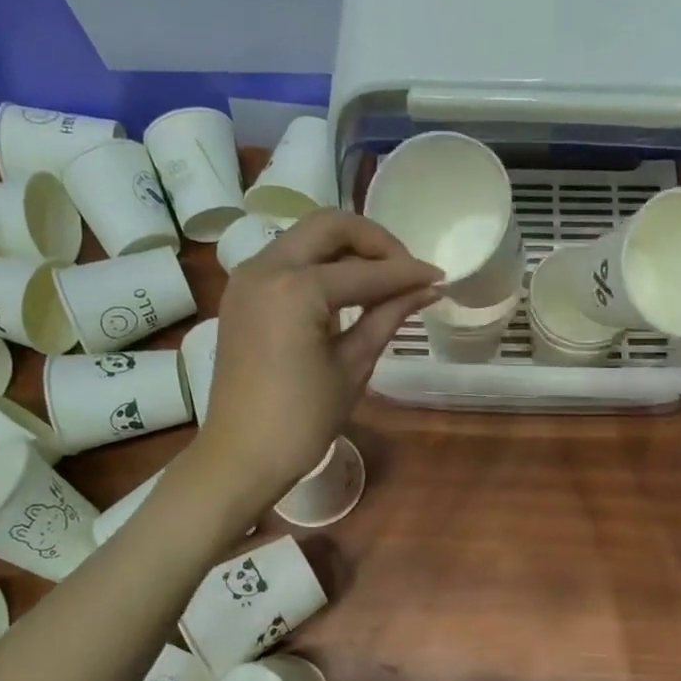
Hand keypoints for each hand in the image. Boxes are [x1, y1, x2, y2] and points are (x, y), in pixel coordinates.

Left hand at [199, 211, 438, 506]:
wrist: (241, 455)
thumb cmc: (302, 420)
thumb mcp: (353, 365)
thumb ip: (387, 316)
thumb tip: (427, 289)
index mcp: (296, 289)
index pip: (365, 271)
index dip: (407, 273)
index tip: (440, 277)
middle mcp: (266, 267)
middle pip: (329, 226)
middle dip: (374, 241)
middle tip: (406, 270)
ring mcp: (247, 278)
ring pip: (306, 237)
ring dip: (346, 249)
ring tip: (381, 280)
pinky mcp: (241, 293)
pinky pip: (287, 260)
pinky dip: (320, 264)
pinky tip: (346, 291)